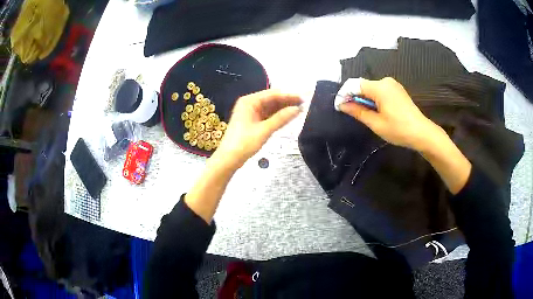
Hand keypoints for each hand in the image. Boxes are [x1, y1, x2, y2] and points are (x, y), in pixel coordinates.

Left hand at [213, 89, 302, 167]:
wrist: (229, 158)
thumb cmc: (244, 143)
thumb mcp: (264, 130)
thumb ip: (281, 118)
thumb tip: (298, 109)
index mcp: (249, 101)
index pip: (272, 94)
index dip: (288, 96)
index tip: (302, 98)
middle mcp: (249, 103)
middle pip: (271, 99)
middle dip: (286, 101)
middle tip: (304, 104)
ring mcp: (250, 112)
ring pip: (270, 107)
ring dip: (283, 108)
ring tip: (299, 109)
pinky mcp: (252, 121)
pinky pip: (267, 115)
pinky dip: (277, 116)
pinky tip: (288, 116)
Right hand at [339, 77, 442, 150]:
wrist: (421, 132)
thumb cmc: (398, 129)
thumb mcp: (376, 123)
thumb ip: (358, 111)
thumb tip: (342, 105)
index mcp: (379, 87)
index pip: (354, 84)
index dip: (344, 94)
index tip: (339, 107)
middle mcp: (385, 81)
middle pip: (363, 85)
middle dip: (354, 97)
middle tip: (351, 113)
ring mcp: (393, 84)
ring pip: (371, 88)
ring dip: (364, 99)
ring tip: (365, 114)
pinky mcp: (397, 90)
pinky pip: (380, 90)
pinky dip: (373, 99)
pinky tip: (376, 111)